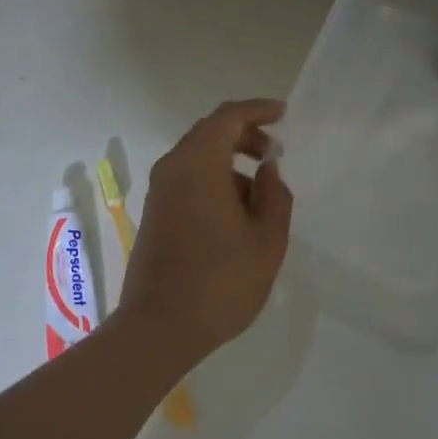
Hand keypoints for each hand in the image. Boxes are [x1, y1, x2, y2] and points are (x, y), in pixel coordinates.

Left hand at [118, 99, 293, 370]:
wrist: (157, 328)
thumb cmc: (219, 282)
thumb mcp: (266, 242)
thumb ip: (274, 196)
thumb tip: (267, 170)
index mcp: (198, 164)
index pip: (228, 117)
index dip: (257, 110)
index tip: (283, 114)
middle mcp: (173, 167)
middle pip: (210, 132)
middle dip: (244, 135)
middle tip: (274, 153)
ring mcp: (159, 190)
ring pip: (198, 156)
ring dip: (230, 161)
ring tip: (260, 195)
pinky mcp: (154, 211)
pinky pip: (187, 177)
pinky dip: (213, 178)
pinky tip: (235, 213)